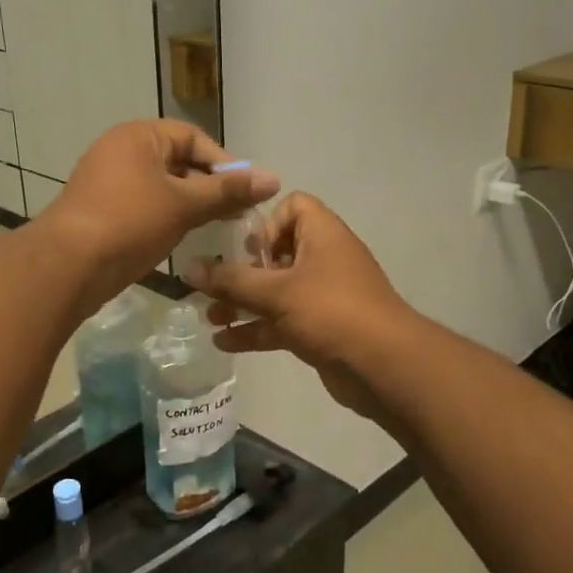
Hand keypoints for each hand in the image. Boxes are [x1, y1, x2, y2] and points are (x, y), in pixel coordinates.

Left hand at [38, 121, 278, 311]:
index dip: (224, 163)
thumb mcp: (184, 204)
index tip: (247, 192)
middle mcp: (121, 151)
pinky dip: (168, 219)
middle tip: (237, 214)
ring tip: (217, 228)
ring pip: (163, 188)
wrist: (67, 266)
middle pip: (178, 162)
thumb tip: (273, 179)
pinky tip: (185, 239)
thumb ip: (228, 192)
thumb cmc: (129, 223)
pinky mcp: (103, 211)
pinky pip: (145, 207)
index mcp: (138, 136)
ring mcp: (108, 182)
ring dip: (191, 206)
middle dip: (210, 187)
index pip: (193, 138)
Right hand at [186, 194, 416, 421]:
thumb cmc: (330, 312)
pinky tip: (224, 342)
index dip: (267, 223)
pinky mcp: (321, 327)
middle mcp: (324, 258)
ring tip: (209, 317)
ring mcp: (324, 295)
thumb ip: (230, 280)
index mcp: (322, 234)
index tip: (249, 250)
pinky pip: (283, 320)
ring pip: (276, 290)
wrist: (383, 366)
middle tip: (217, 286)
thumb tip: (188, 268)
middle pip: (278, 252)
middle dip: (242, 270)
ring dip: (244, 302)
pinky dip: (257, 328)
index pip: (294, 206)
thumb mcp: (276, 292)